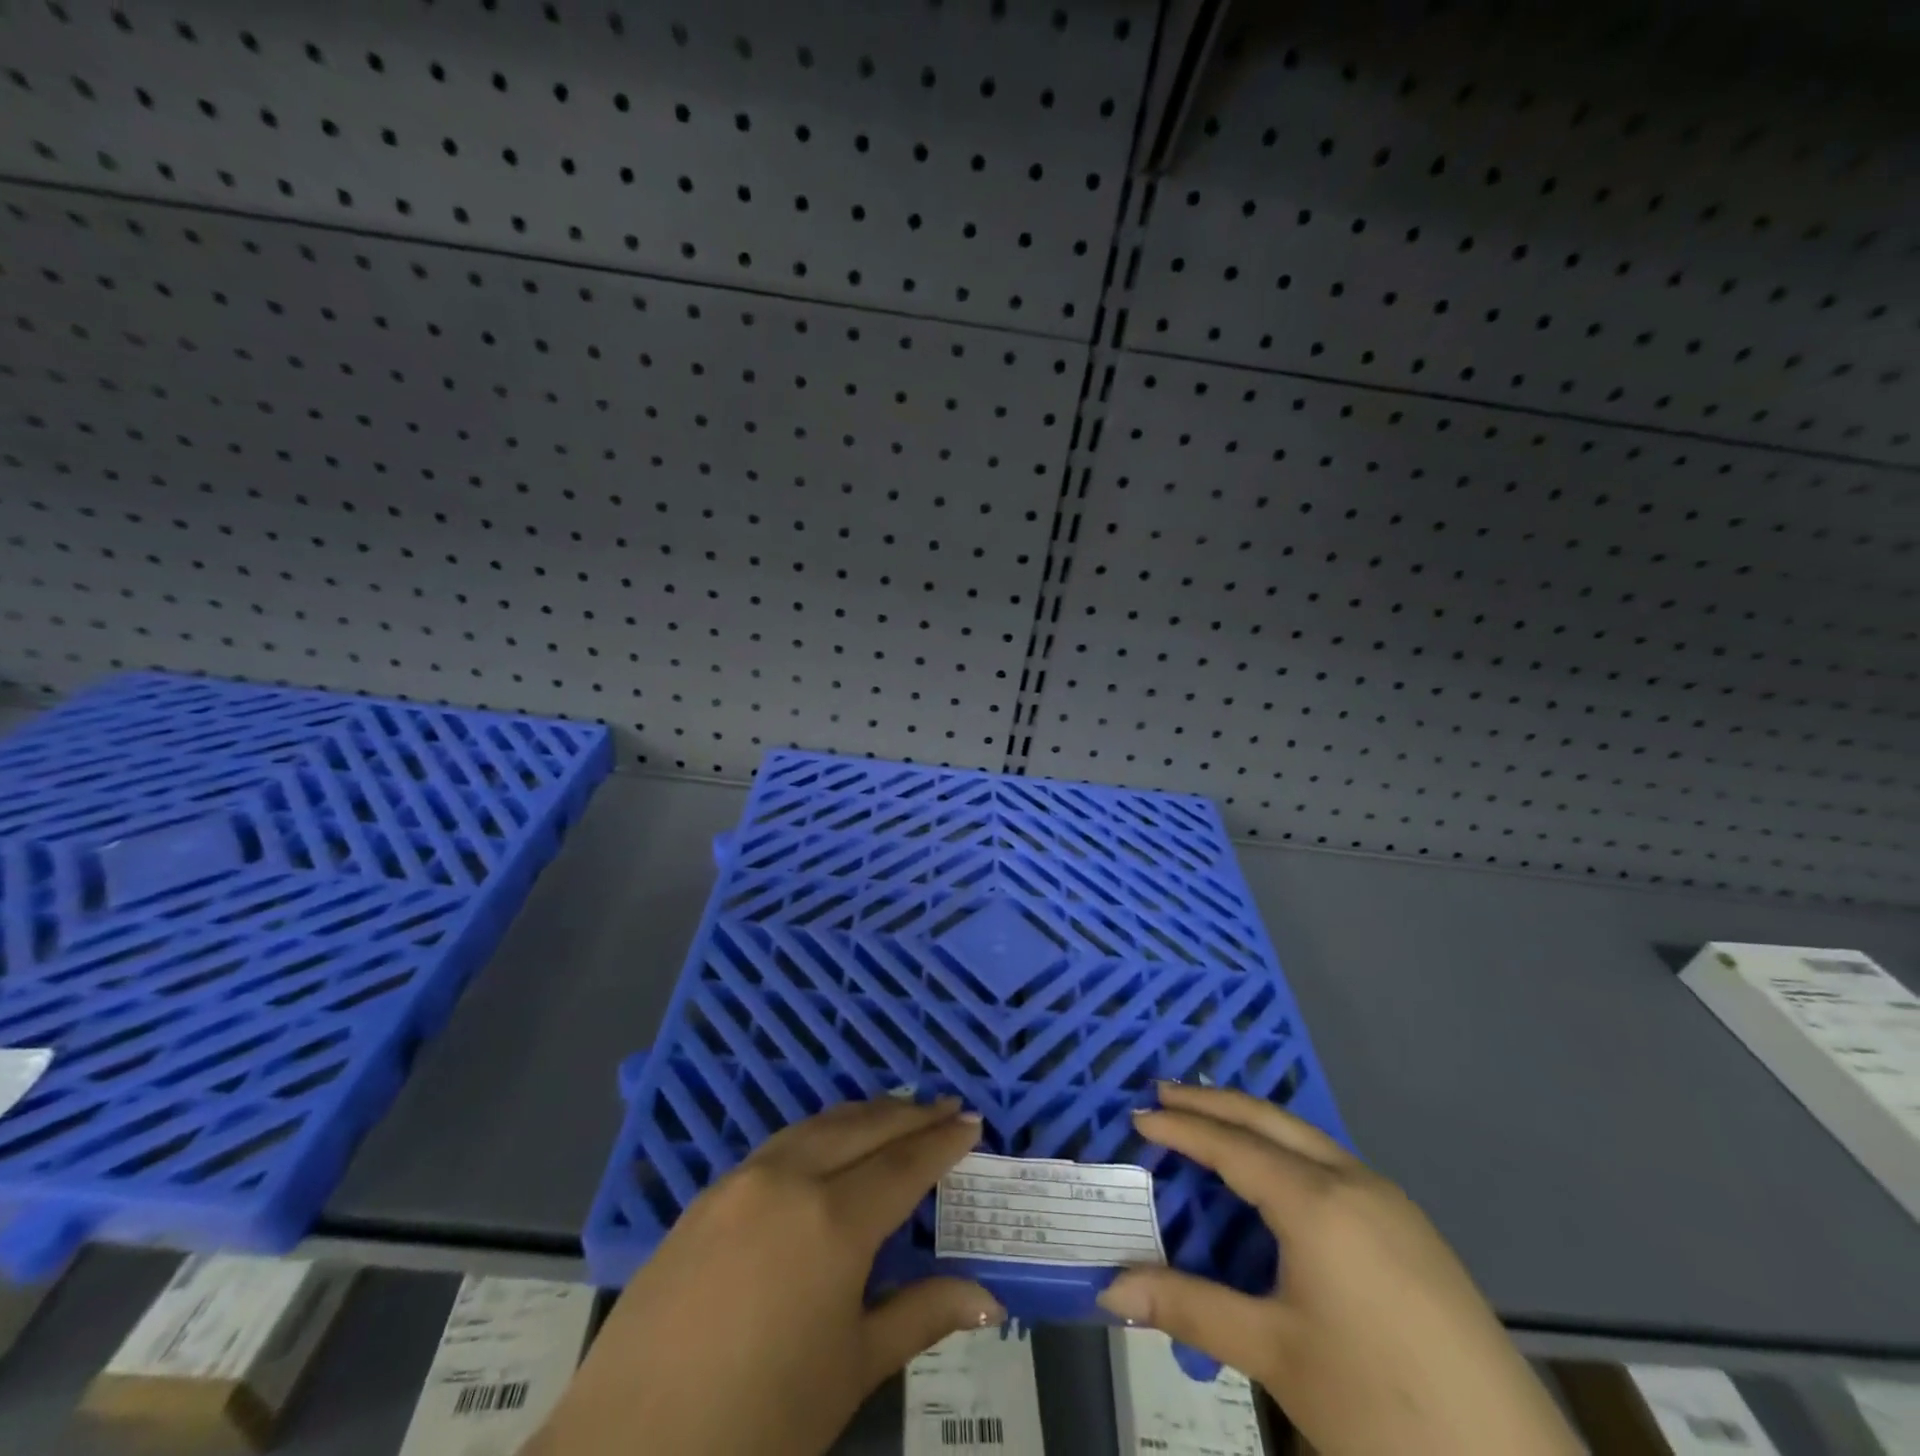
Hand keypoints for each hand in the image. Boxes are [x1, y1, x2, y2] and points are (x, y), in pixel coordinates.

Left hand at [530, 1097, 1002, 1455]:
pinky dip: (819, 1131)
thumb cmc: (758, 1424)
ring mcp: (743, 1179)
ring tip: (897, 1110)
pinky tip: (828, 1143)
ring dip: (864, 1114)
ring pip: (819, 1124)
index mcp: (834, 1220)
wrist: (625, 1451)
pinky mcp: (708, 1194)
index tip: (972, 1123)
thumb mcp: (851, 1371)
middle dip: (910, 1114)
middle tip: (946, 1105)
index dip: (942, 1142)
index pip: (904, 1164)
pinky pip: (780, 1143)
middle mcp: (791, 1178)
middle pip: (864, 1127)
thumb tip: (989, 1300)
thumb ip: (920, 1316)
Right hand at [1097, 1084, 1580, 1455]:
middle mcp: (1353, 1181)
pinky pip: (1332, 1163)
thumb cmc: (1380, 1407)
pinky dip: (1286, 1149)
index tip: (1137, 1115)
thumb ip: (1190, 1309)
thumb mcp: (1275, 1355)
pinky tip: (1276, 1176)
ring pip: (1305, 1136)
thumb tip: (1111, 1288)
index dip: (1181, 1129)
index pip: (1232, 1145)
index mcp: (1316, 1202)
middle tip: (1164, 1093)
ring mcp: (1390, 1202)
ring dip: (1252, 1121)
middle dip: (1214, 1102)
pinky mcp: (1413, 1229)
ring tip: (1210, 1122)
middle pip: (1269, 1119)